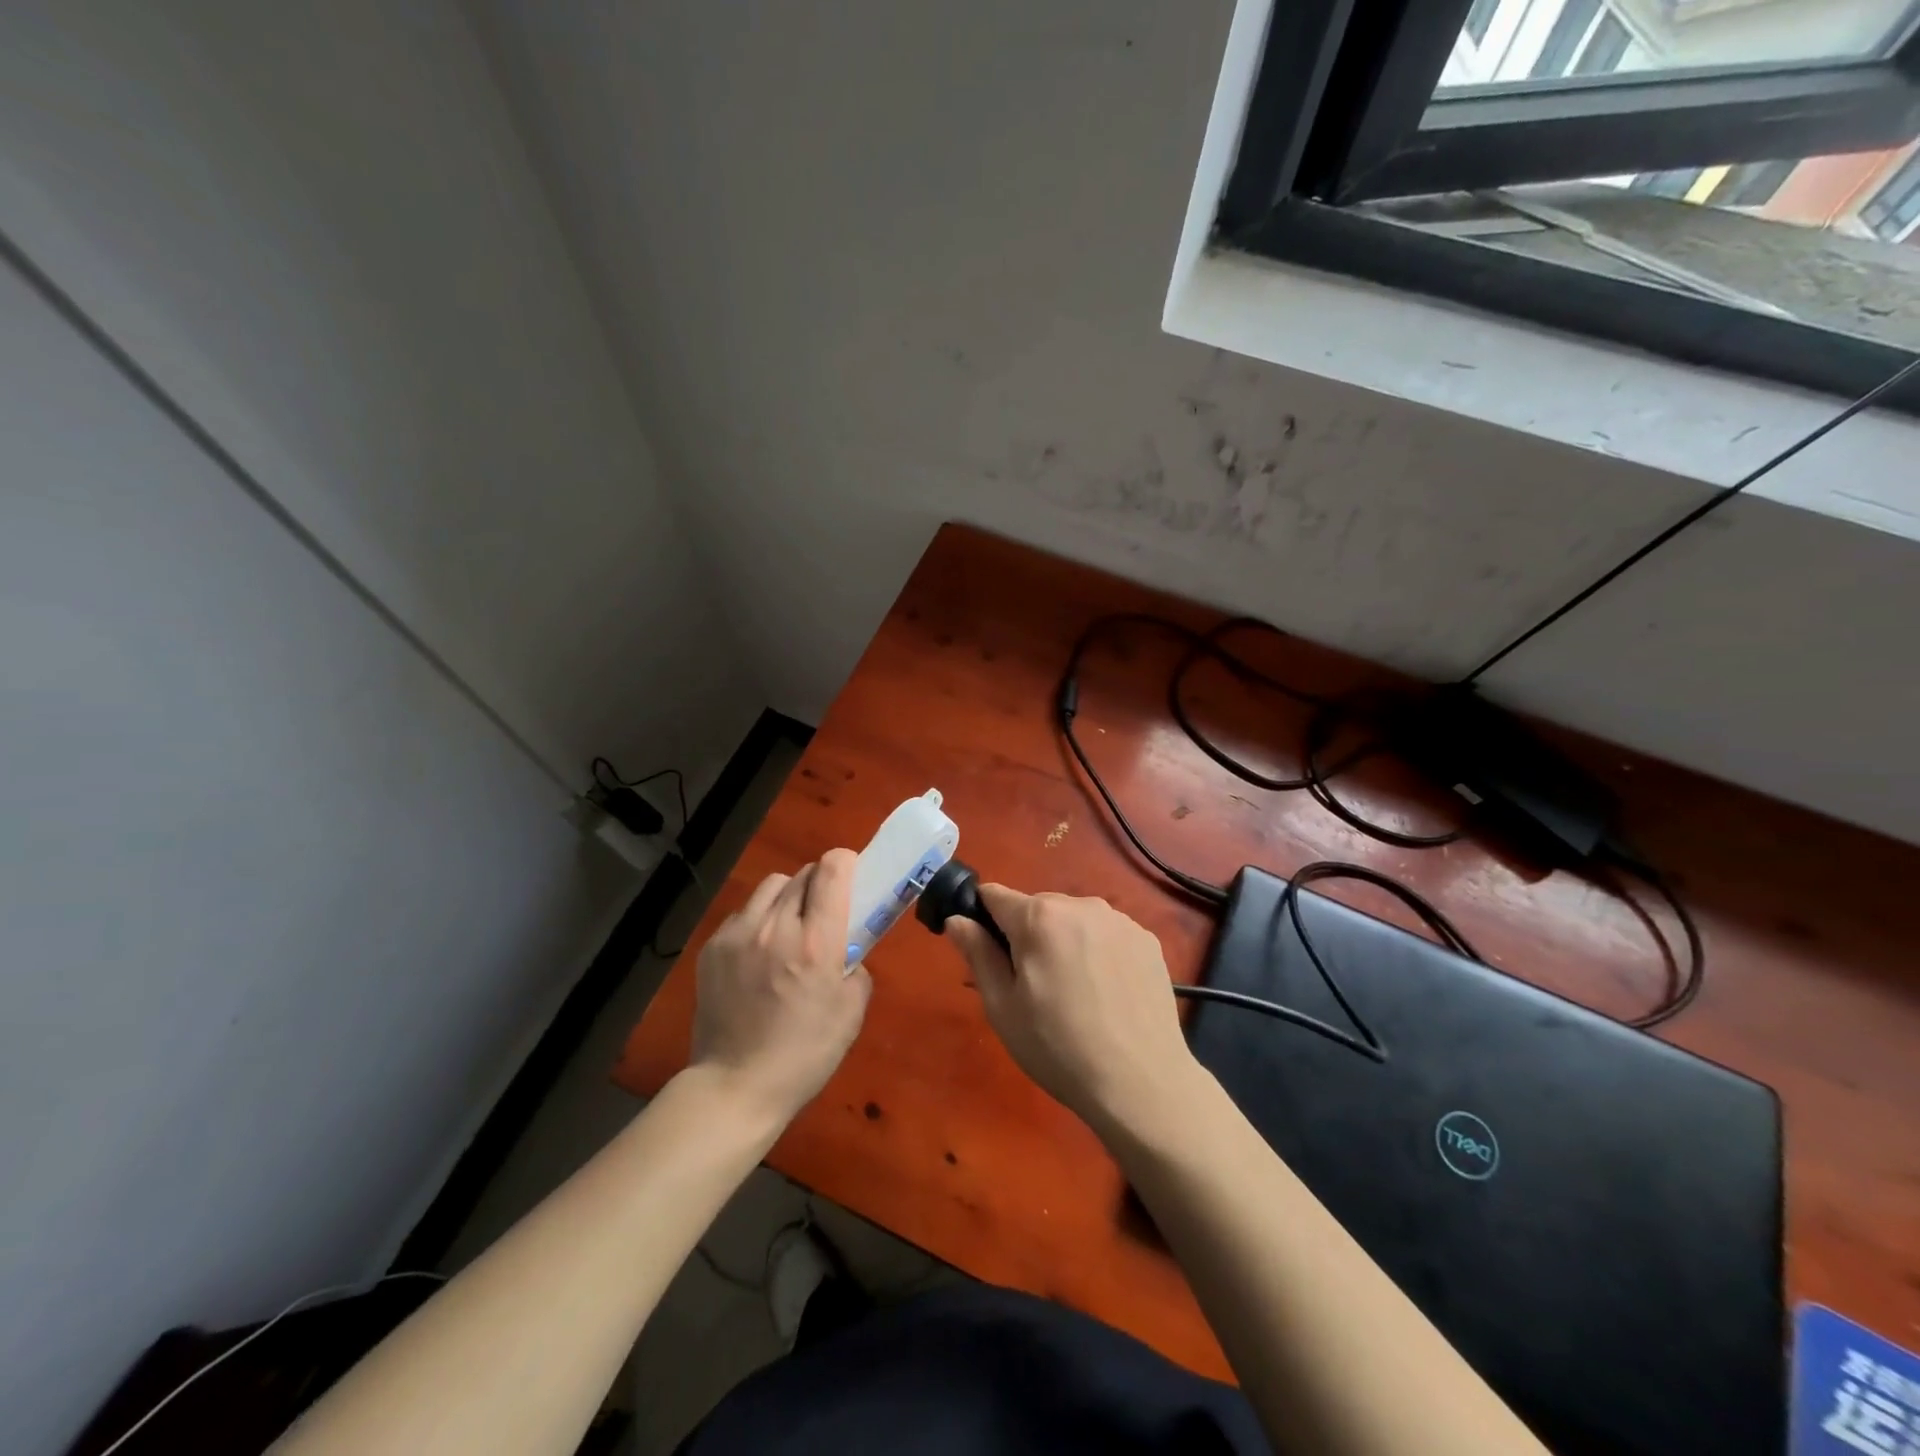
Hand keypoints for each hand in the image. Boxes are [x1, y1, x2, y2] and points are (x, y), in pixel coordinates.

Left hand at [689, 849, 870, 1125]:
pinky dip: (758, 920)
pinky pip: (743, 913)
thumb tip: (846, 950)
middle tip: (824, 912)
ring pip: (770, 886)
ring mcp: (738, 934)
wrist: (735, 1086)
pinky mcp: (712, 948)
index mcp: (816, 943)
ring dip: (788, 896)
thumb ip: (856, 967)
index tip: (852, 876)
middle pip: (803, 874)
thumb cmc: (805, 1054)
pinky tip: (759, 952)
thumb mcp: (851, 1013)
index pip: (832, 870)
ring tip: (788, 927)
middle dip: (820, 883)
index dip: (845, 863)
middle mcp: (776, 927)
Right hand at [947, 886, 1200, 1133]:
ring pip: (1073, 919)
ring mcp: (1119, 920)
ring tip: (1074, 993)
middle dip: (1026, 935)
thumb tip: (957, 919)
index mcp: (1038, 916)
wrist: (1141, 1083)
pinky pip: (1106, 933)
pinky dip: (1098, 951)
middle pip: (1036, 907)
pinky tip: (1106, 993)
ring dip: (1064, 941)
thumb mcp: (1002, 1007)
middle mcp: (1080, 904)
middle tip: (1032, 986)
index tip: (988, 955)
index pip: (993, 895)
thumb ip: (977, 953)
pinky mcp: (1147, 939)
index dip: (983, 920)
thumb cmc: (1058, 1048)